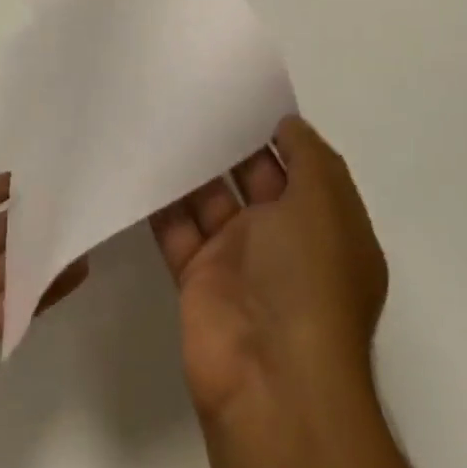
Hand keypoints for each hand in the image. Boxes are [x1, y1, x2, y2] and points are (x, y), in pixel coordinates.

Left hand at [0, 121, 88, 423]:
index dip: (8, 184)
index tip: (49, 167)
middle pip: (5, 228)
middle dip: (36, 215)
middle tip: (79, 195)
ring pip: (19, 263)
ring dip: (48, 248)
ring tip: (89, 226)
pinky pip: (24, 301)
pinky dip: (50, 286)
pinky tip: (80, 267)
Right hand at [149, 116, 386, 419]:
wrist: (270, 376)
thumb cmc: (309, 281)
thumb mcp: (327, 206)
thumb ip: (309, 156)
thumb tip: (287, 123)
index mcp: (325, 226)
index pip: (301, 167)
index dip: (276, 130)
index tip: (240, 90)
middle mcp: (284, 240)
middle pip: (252, 178)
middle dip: (227, 141)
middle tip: (191, 93)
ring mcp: (238, 259)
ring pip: (210, 199)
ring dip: (191, 165)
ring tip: (160, 116)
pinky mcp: (197, 275)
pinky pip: (176, 227)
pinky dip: (160, 199)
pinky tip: (139, 160)